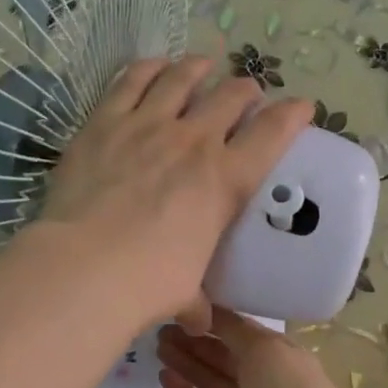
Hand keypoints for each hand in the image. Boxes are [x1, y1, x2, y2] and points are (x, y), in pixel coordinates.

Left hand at [38, 58, 309, 332]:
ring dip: (198, 69)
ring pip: (182, 77)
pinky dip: (147, 68)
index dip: (293, 114)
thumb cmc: (149, 284)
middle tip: (245, 95)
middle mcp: (194, 141)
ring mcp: (148, 124)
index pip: (273, 133)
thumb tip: (199, 320)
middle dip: (245, 90)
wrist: (86, 267)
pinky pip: (130, 79)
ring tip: (201, 66)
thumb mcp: (185, 293)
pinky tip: (152, 66)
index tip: (302, 107)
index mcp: (226, 181)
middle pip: (231, 95)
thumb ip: (196, 301)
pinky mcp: (105, 121)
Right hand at [158, 309, 357, 387]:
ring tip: (157, 345)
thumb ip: (232, 328)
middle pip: (217, 353)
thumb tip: (208, 308)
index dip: (209, 318)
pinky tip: (163, 376)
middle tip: (160, 326)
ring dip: (184, 362)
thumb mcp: (263, 346)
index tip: (181, 303)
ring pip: (206, 378)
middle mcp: (256, 374)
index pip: (235, 329)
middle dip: (191, 339)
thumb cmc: (290, 387)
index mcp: (272, 350)